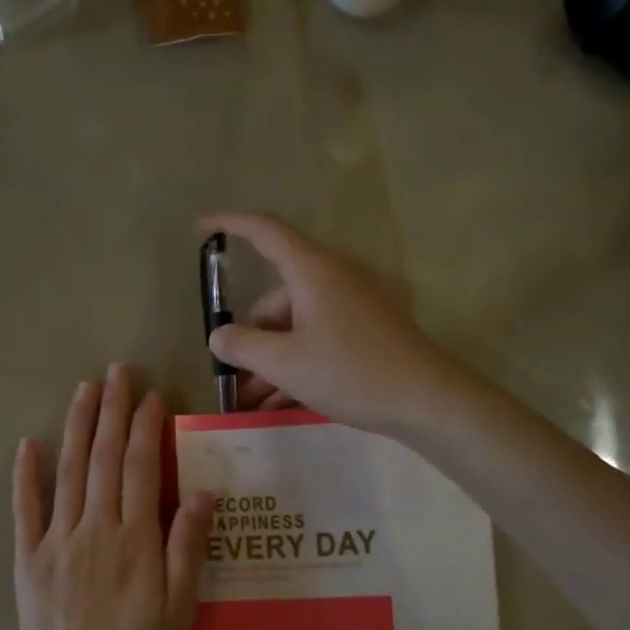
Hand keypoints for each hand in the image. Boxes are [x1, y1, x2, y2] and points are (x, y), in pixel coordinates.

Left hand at [11, 365, 213, 629]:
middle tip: (117, 371)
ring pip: (67, 472)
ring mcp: (56, 541)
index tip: (151, 394)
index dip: (145, 427)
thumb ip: (187, 548)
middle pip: (103, 458)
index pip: (139, 468)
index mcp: (134, 539)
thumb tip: (200, 492)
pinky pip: (24, 510)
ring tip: (84, 389)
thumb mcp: (181, 610)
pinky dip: (25, 475)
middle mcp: (94, 528)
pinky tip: (26, 444)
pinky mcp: (28, 559)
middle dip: (112, 410)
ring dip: (76, 427)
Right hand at [201, 211, 462, 436]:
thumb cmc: (351, 372)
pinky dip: (295, 366)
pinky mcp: (365, 334)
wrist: (428, 401)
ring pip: (295, 327)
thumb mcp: (285, 362)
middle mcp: (333, 281)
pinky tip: (277, 404)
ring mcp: (352, 308)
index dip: (230, 224)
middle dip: (249, 337)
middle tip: (230, 378)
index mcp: (313, 272)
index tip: (201, 229)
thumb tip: (220, 336)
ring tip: (248, 404)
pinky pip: (317, 342)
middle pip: (276, 299)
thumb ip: (243, 346)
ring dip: (269, 361)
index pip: (265, 232)